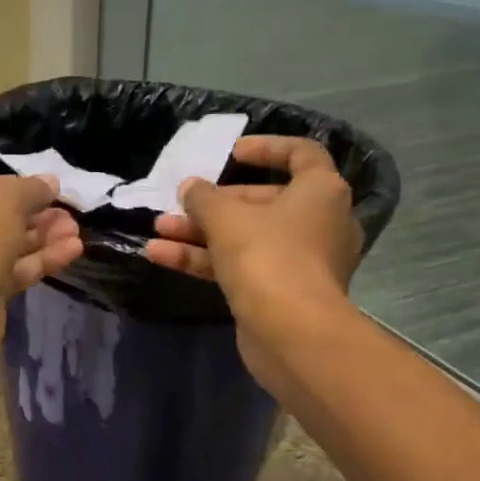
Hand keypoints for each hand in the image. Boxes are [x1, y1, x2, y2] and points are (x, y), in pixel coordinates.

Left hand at [0, 175, 83, 370]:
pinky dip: (40, 261)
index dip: (13, 186)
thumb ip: (30, 189)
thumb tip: (50, 183)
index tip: (47, 189)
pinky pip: (14, 273)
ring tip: (75, 230)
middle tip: (67, 213)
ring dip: (42, 238)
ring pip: (6, 247)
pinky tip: (72, 250)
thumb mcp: (3, 199)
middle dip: (33, 215)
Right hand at [143, 136, 361, 386]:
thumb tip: (190, 187)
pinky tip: (161, 257)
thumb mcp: (226, 218)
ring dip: (201, 233)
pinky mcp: (282, 293)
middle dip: (214, 204)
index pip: (301, 154)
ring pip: (246, 237)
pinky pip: (242, 266)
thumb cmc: (267, 256)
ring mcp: (301, 261)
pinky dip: (206, 260)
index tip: (231, 152)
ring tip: (158, 229)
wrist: (291, 332)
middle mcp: (319, 223)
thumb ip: (203, 198)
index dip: (266, 148)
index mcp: (321, 191)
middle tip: (181, 203)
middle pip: (263, 202)